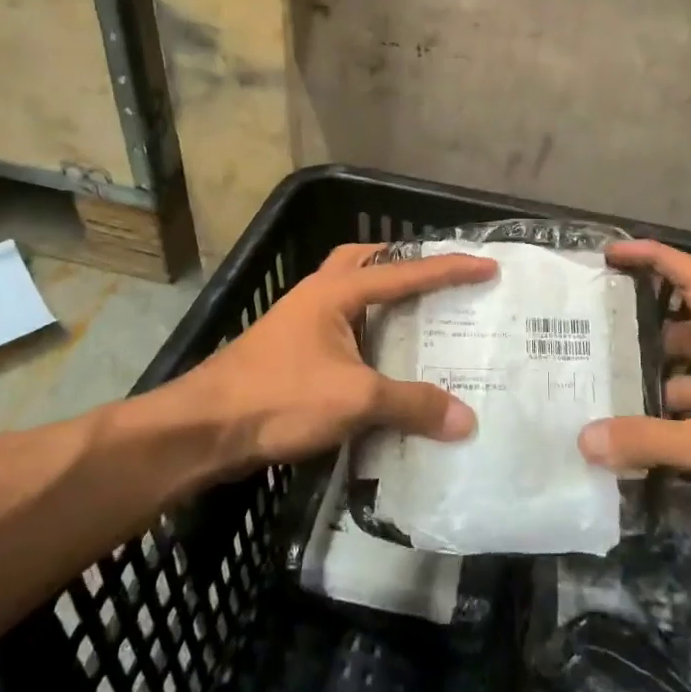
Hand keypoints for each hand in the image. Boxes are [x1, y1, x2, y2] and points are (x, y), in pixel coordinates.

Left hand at [183, 242, 497, 465]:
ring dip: (382, 300)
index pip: (405, 272)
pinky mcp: (290, 352)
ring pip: (350, 294)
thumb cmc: (279, 397)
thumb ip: (412, 405)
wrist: (203, 429)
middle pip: (365, 262)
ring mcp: (300, 322)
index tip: (488, 265)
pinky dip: (367, 333)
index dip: (450, 269)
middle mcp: (318, 295)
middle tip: (436, 281)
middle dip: (401, 264)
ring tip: (417, 320)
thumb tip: (467, 420)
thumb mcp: (355, 399)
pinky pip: (341, 328)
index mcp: (336, 291)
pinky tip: (381, 362)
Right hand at [578, 239, 690, 531]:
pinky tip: (653, 444)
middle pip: (684, 328)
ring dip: (657, 382)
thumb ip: (652, 442)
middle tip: (597, 340)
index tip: (614, 254)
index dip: (653, 257)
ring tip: (612, 397)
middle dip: (643, 330)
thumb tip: (585, 438)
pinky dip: (678, 419)